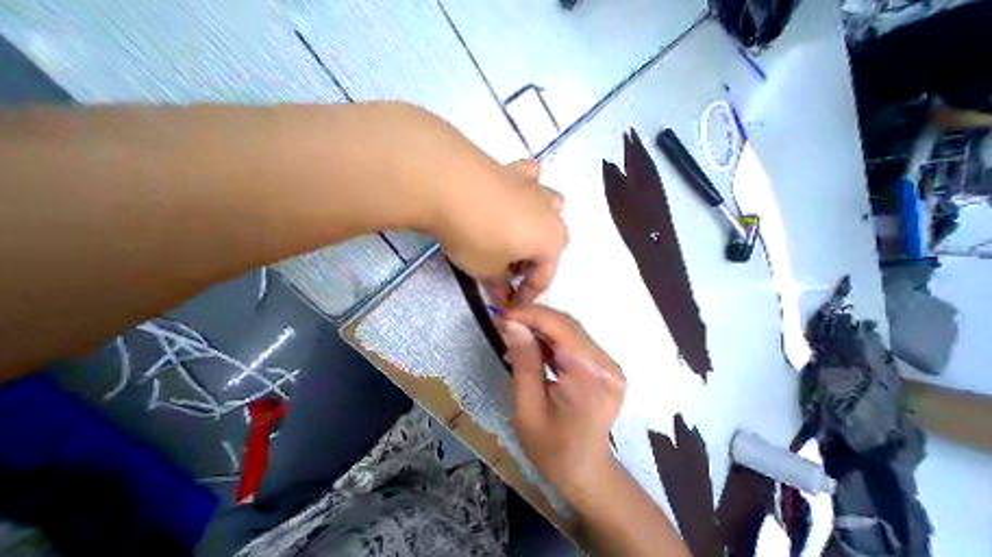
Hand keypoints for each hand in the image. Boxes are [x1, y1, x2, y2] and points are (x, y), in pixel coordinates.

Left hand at [403, 109, 566, 301]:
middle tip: (507, 270)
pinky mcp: (514, 170)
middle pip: (548, 244)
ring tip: (512, 233)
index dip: (526, 294)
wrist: (448, 184)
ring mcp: (534, 188)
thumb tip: (503, 296)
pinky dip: (524, 190)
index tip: (510, 304)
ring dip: (535, 225)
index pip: (543, 276)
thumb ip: (499, 285)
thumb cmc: (475, 237)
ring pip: (546, 209)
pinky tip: (509, 195)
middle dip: (531, 261)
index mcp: (551, 241)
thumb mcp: (486, 271)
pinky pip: (529, 181)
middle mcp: (550, 213)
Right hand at [495, 304, 626, 500]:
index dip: (531, 314)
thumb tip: (512, 324)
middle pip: (567, 325)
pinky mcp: (604, 366)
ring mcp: (608, 364)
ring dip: (540, 328)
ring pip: (570, 330)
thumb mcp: (528, 408)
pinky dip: (550, 340)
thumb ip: (523, 362)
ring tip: (515, 335)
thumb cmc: (552, 449)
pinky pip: (574, 342)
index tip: (503, 313)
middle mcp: (606, 364)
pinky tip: (533, 348)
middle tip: (505, 322)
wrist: (586, 473)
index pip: (561, 328)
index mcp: (591, 376)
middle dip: (533, 318)